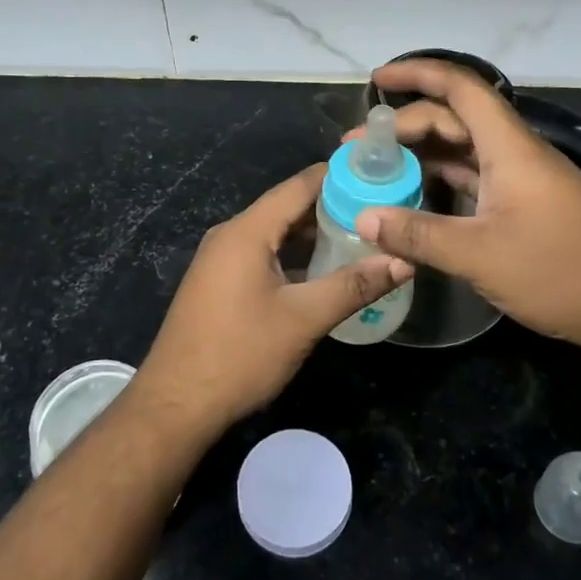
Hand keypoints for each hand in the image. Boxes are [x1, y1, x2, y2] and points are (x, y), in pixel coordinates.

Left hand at [130, 164, 413, 439]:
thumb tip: (404, 261)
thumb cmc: (240, 355)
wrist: (176, 404)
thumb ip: (354, 285)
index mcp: (247, 231)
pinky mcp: (221, 283)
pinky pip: (264, 254)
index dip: (340, 177)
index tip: (382, 175)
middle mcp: (231, 235)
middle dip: (334, 207)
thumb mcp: (303, 319)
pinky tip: (324, 271)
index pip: (300, 185)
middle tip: (381, 211)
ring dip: (315, 234)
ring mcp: (221, 260)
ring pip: (276, 233)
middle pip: (288, 207)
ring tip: (362, 237)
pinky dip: (295, 256)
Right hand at [350, 59, 580, 362]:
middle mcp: (516, 152)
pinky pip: (475, 175)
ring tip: (378, 169)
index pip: (460, 88)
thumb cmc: (558, 272)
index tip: (377, 80)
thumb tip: (363, 218)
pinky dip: (442, 178)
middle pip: (455, 119)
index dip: (418, 75)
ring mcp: (522, 178)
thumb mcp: (480, 255)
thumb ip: (418, 235)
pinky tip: (414, 193)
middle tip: (358, 148)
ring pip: (463, 149)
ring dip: (422, 153)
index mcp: (510, 148)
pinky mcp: (525, 203)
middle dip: (406, 125)